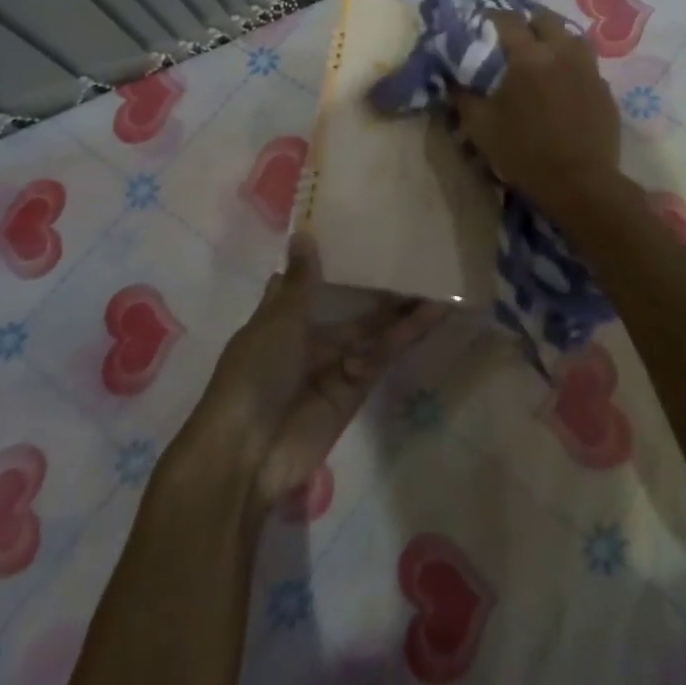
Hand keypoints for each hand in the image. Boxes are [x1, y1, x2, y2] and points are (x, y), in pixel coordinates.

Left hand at [188, 234, 445, 508]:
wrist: (248, 452)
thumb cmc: (254, 373)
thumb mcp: (277, 319)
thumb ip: (301, 280)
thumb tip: (303, 233)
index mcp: (281, 317)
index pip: (309, 283)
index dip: (333, 261)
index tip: (362, 232)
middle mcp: (309, 338)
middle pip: (350, 307)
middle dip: (378, 287)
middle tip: (416, 257)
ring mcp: (334, 365)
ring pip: (373, 331)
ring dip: (402, 310)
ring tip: (437, 282)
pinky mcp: (356, 389)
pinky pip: (382, 356)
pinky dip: (405, 336)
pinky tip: (432, 313)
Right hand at [454, 8, 621, 211]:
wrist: (580, 183)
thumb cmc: (525, 153)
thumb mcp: (481, 128)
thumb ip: (464, 98)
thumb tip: (454, 81)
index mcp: (529, 57)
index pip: (508, 20)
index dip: (492, 17)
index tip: (483, 24)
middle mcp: (562, 53)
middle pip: (545, 20)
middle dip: (528, 23)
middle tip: (515, 40)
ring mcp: (589, 70)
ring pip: (572, 37)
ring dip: (556, 40)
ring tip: (544, 57)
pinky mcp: (605, 89)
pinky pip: (587, 65)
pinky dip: (573, 66)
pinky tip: (565, 85)